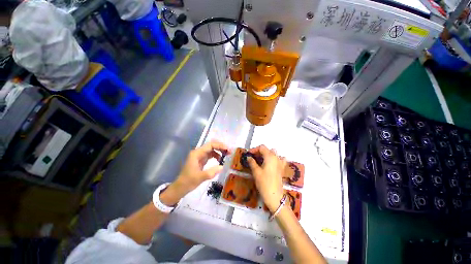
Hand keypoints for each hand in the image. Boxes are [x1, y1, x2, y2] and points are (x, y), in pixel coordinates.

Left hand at [165, 140, 229, 201]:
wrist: (180, 187)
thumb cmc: (188, 181)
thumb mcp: (200, 177)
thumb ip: (211, 172)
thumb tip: (222, 166)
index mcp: (196, 154)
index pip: (210, 145)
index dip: (219, 146)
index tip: (227, 149)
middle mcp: (198, 152)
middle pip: (211, 145)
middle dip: (221, 147)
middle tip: (229, 151)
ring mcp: (199, 156)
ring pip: (211, 149)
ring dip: (219, 151)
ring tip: (227, 155)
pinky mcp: (201, 160)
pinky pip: (210, 154)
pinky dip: (216, 155)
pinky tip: (220, 160)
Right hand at [247, 145, 285, 212]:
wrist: (274, 196)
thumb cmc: (264, 183)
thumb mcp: (256, 172)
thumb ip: (252, 162)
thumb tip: (249, 157)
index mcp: (270, 156)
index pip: (262, 147)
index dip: (254, 149)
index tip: (249, 154)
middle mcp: (276, 157)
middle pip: (267, 150)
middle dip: (259, 152)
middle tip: (253, 158)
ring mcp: (280, 163)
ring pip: (273, 153)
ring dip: (267, 154)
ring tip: (261, 160)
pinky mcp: (282, 168)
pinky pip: (280, 159)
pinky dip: (275, 159)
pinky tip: (271, 163)